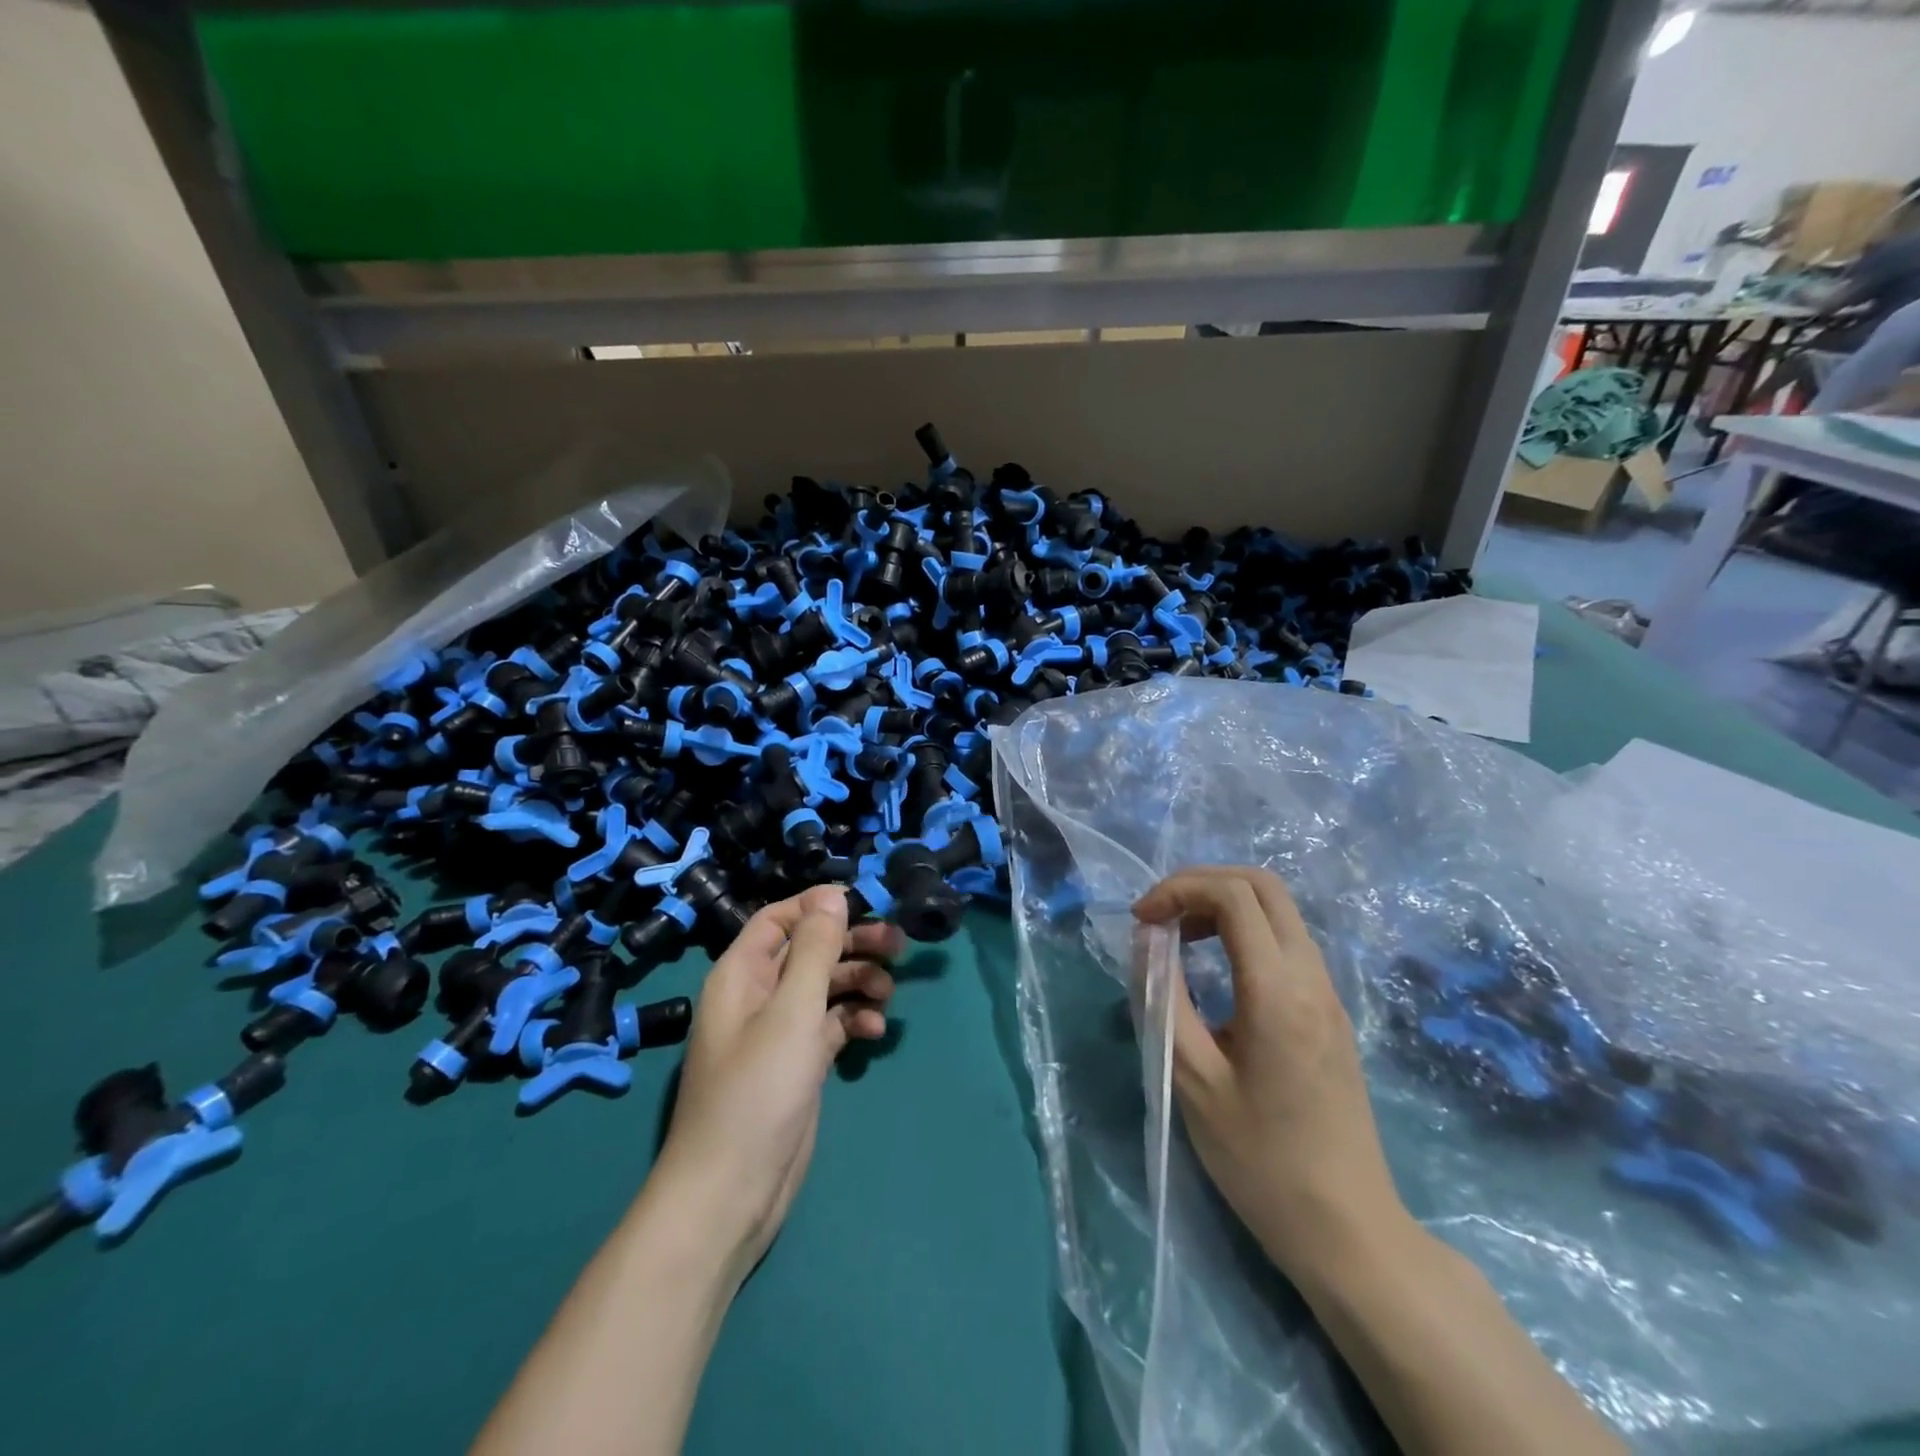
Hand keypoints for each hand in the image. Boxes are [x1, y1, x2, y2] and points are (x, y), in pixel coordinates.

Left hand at [652, 887, 901, 1282]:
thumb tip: (831, 894)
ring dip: (858, 982)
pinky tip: (875, 1031)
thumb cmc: (757, 1091)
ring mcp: (779, 1031)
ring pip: (825, 986)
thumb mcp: (792, 1011)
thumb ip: (815, 950)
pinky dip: (854, 1020)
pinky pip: (831, 1024)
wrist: (732, 1192)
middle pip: (809, 950)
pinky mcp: (799, 1062)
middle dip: (851, 944)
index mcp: (742, 973)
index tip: (867, 904)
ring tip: (888, 993)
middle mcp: (758, 995)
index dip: (819, 906)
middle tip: (898, 945)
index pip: (780, 918)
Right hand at [1134, 866, 1409, 1275]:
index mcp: (1278, 992)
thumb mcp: (1192, 1081)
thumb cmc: (1260, 1160)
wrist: (1347, 1230)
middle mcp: (1312, 978)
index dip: (1178, 889)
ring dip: (1223, 905)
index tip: (1141, 921)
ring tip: (1179, 938)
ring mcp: (1329, 993)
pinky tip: (1216, 969)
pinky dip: (1244, 931)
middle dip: (1202, 883)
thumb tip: (1147, 940)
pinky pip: (1287, 941)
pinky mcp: (1331, 1012)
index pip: (1234, 896)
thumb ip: (1163, 999)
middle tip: (1159, 915)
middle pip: (1263, 885)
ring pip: (1278, 910)